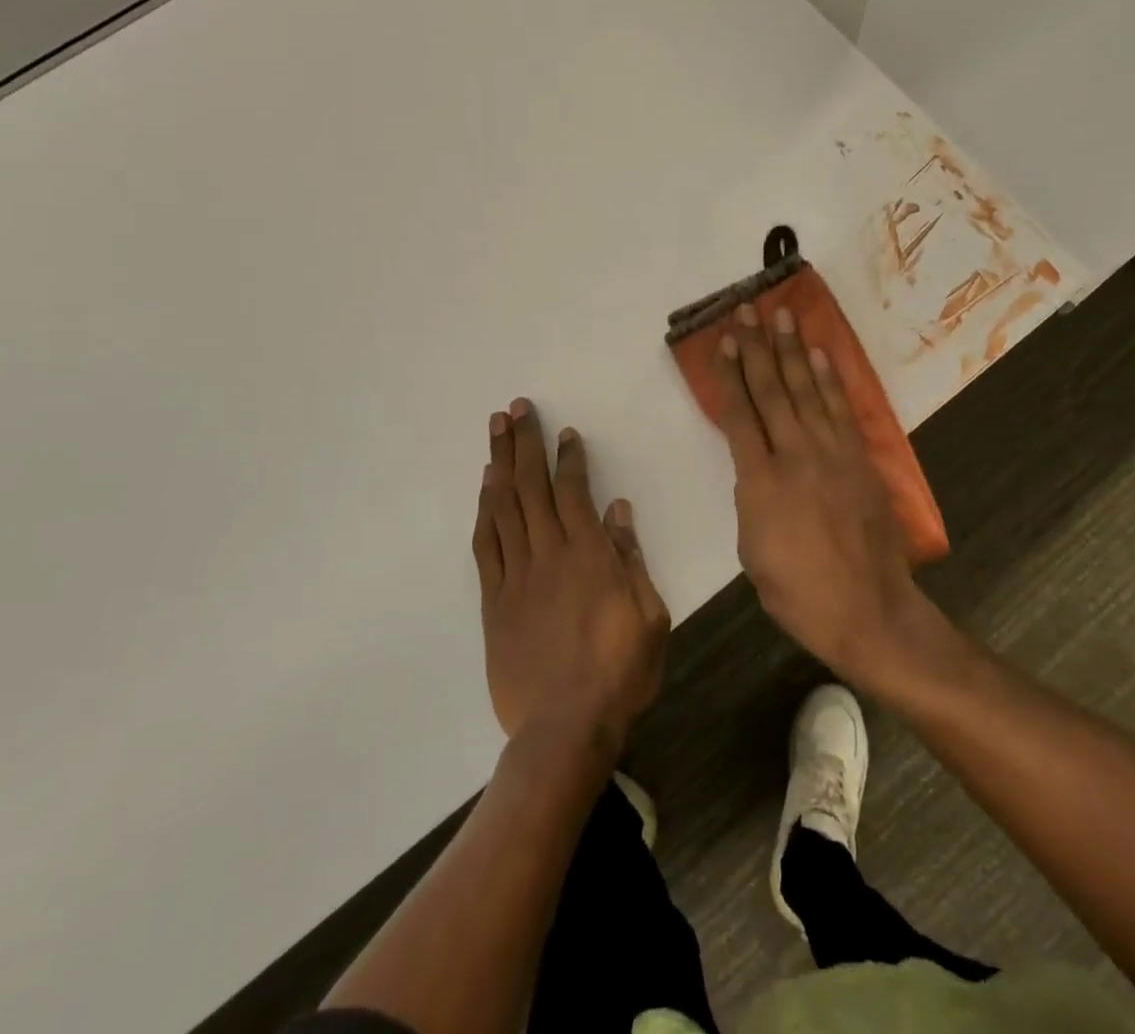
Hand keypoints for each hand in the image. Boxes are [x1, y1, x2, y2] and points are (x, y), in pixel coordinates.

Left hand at [472, 399, 670, 753]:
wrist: (565, 727)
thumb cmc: (620, 672)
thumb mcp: (649, 615)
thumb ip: (631, 559)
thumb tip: (618, 510)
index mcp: (589, 555)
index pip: (575, 491)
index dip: (568, 458)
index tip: (564, 432)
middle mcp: (549, 554)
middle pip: (532, 487)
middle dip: (524, 443)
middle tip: (516, 408)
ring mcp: (517, 576)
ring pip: (504, 507)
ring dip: (499, 464)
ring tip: (495, 430)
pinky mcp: (494, 600)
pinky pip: (486, 545)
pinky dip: (485, 511)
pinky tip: (485, 488)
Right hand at [714, 305, 934, 685]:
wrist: (868, 611)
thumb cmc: (798, 592)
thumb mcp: (752, 550)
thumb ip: (750, 499)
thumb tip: (756, 469)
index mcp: (760, 482)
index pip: (740, 415)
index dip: (730, 375)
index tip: (724, 343)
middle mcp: (795, 455)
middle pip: (772, 390)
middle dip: (757, 348)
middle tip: (747, 311)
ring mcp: (832, 453)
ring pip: (807, 390)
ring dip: (792, 350)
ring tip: (782, 316)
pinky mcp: (860, 459)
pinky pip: (841, 409)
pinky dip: (829, 378)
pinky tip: (819, 355)